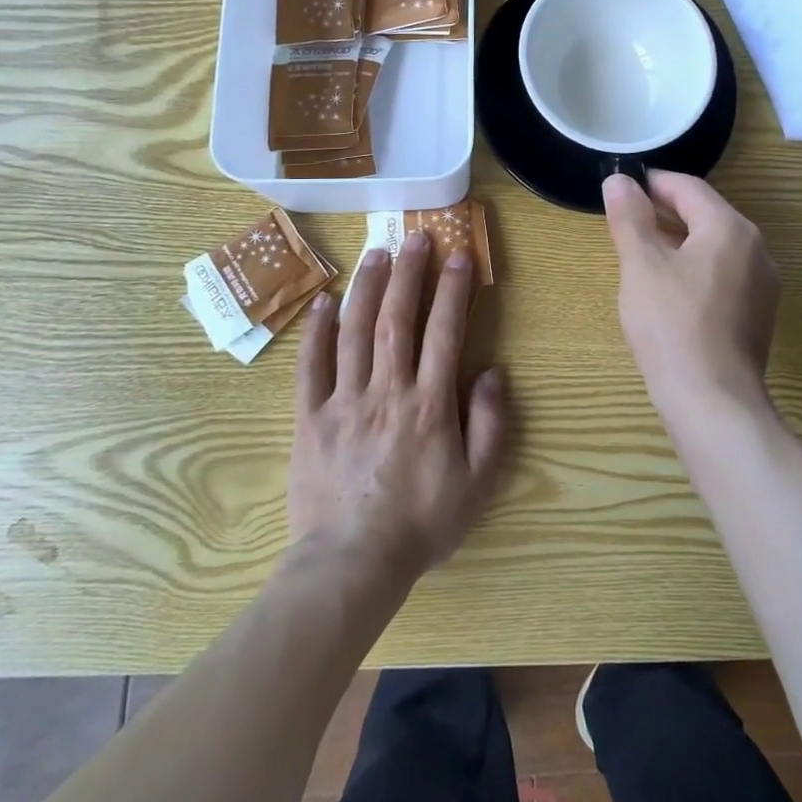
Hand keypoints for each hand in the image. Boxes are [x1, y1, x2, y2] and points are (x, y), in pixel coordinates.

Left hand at [287, 231, 508, 580]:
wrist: (351, 564)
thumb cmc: (421, 524)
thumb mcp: (477, 484)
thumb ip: (490, 425)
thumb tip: (491, 373)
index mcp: (429, 404)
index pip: (444, 331)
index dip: (453, 289)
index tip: (458, 255)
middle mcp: (386, 390)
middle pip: (397, 318)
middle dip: (409, 272)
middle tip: (415, 236)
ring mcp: (344, 401)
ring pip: (354, 331)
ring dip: (366, 287)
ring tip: (376, 253)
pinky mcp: (310, 417)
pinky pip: (310, 366)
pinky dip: (316, 331)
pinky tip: (323, 302)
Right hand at [602, 171, 779, 435]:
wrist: (713, 402)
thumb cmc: (672, 325)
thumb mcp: (642, 265)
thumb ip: (630, 217)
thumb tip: (619, 180)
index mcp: (731, 228)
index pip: (688, 188)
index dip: (652, 183)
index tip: (622, 188)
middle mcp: (756, 249)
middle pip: (706, 215)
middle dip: (665, 213)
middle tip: (627, 220)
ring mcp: (762, 284)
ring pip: (715, 247)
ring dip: (679, 241)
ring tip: (643, 253)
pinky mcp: (757, 315)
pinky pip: (723, 275)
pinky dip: (695, 269)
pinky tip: (669, 290)